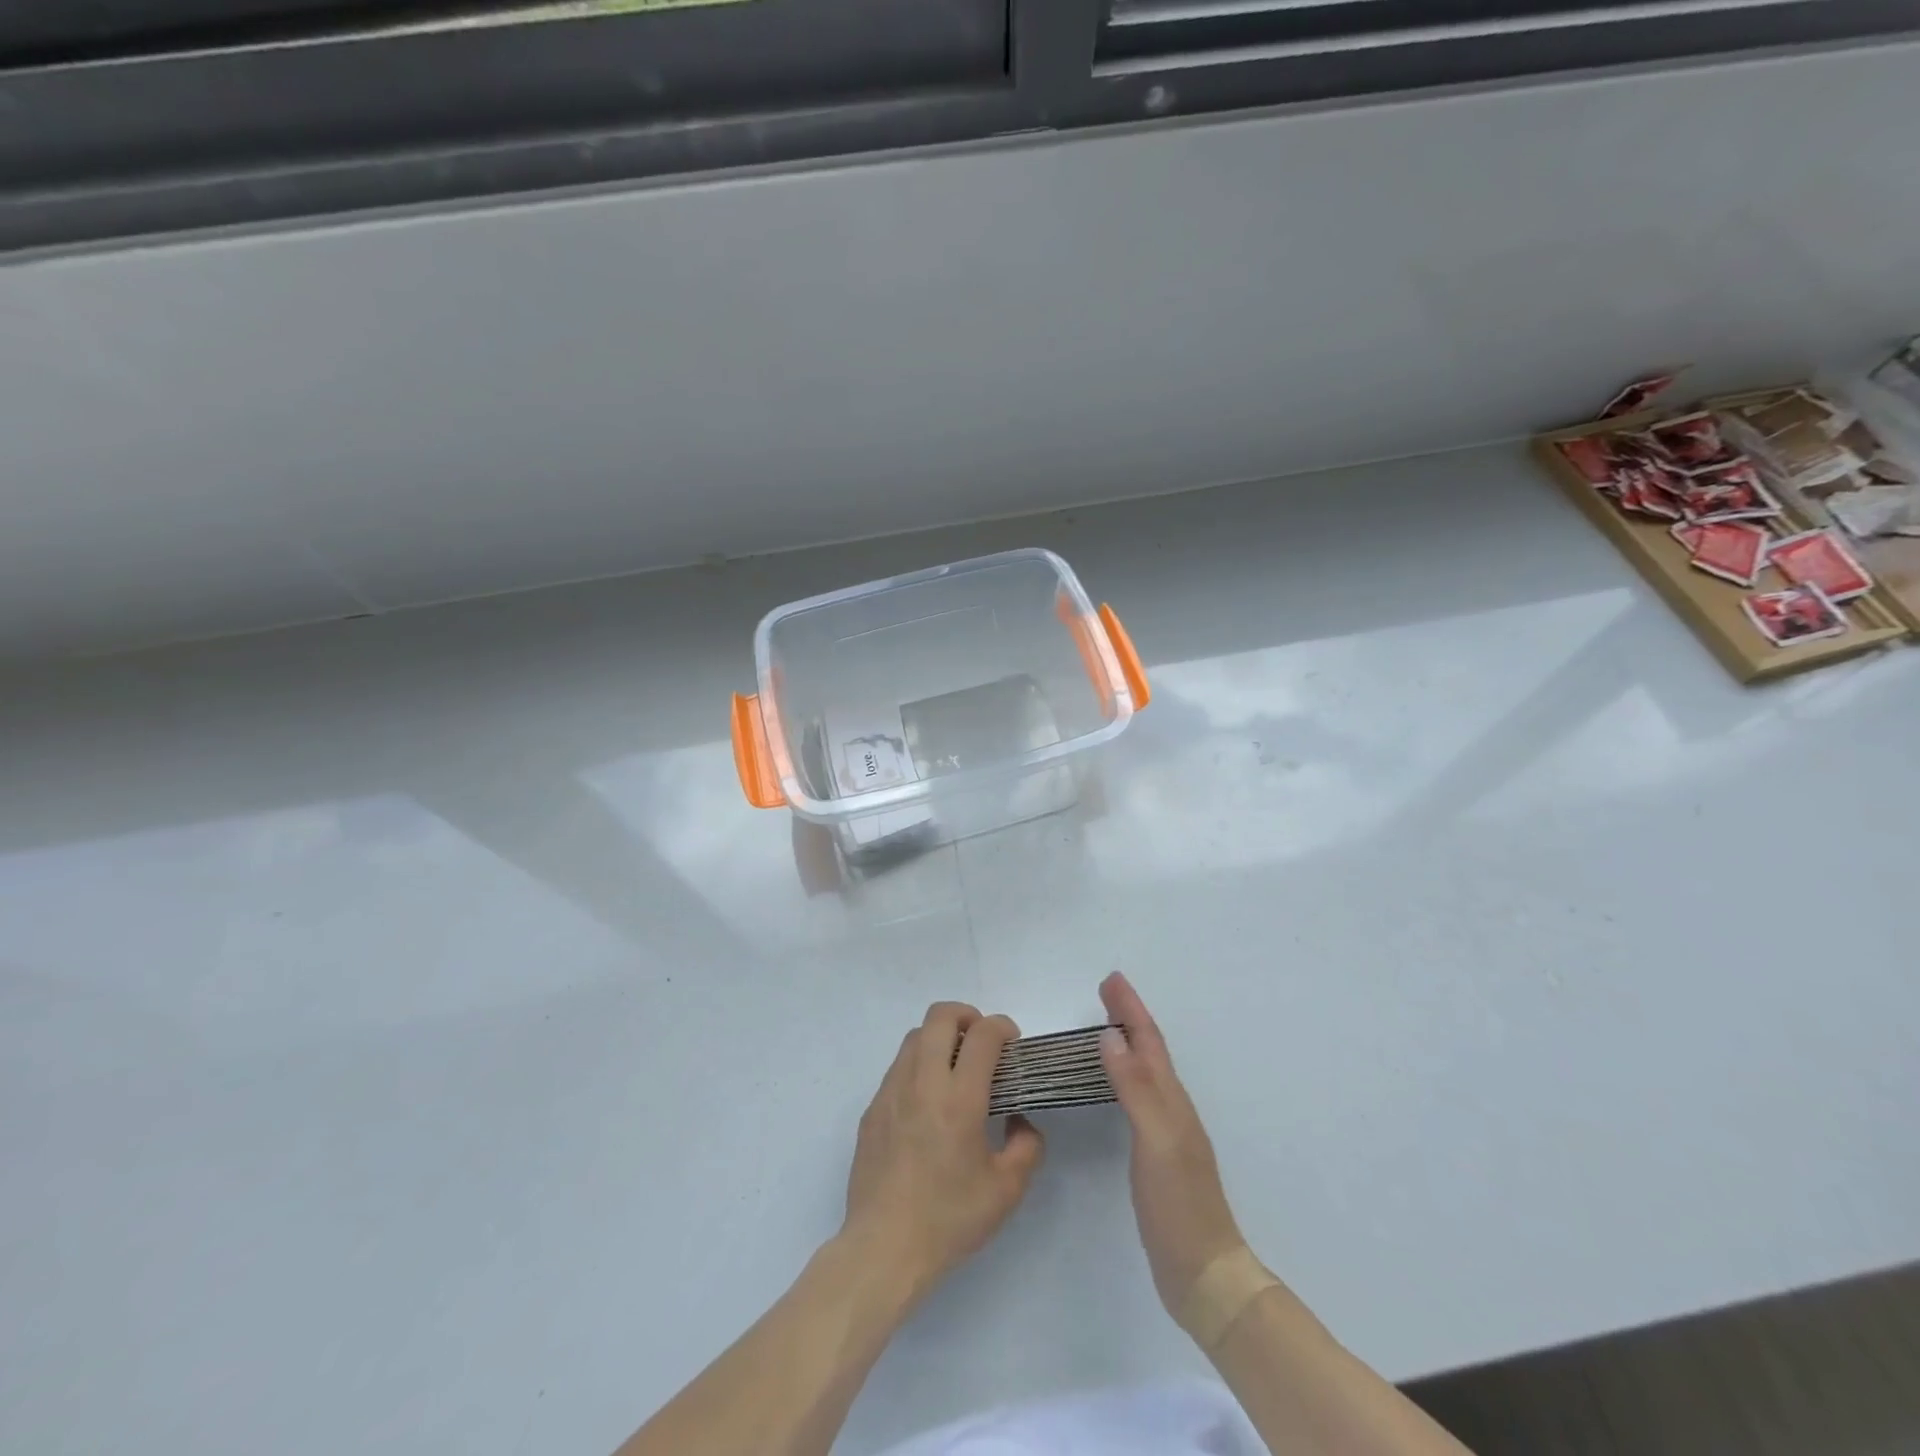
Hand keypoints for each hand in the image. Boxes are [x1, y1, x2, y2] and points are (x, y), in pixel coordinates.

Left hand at [841, 1001, 1044, 1299]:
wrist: (883, 1248)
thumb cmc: (949, 1219)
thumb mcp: (1006, 1190)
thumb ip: (1026, 1146)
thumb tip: (1020, 1121)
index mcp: (959, 1098)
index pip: (982, 1035)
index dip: (1002, 1027)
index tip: (1012, 1042)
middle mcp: (922, 1082)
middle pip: (940, 1016)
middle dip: (967, 1016)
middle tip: (982, 1042)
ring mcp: (891, 1091)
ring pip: (914, 1036)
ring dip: (939, 1037)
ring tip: (955, 1068)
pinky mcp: (872, 1108)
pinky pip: (898, 1067)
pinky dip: (918, 1065)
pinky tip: (928, 1102)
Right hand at [1098, 972, 1247, 1320]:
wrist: (1205, 1273)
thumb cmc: (1179, 1204)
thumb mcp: (1155, 1140)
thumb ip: (1134, 1087)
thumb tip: (1111, 1035)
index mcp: (1171, 1100)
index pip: (1149, 1042)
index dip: (1131, 1009)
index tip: (1111, 979)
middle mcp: (1172, 1108)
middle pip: (1150, 1050)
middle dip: (1130, 1017)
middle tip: (1107, 990)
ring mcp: (1166, 1132)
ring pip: (1145, 1072)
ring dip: (1129, 1042)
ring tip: (1108, 1025)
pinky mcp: (1157, 1154)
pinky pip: (1139, 1097)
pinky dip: (1125, 1075)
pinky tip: (1117, 1084)